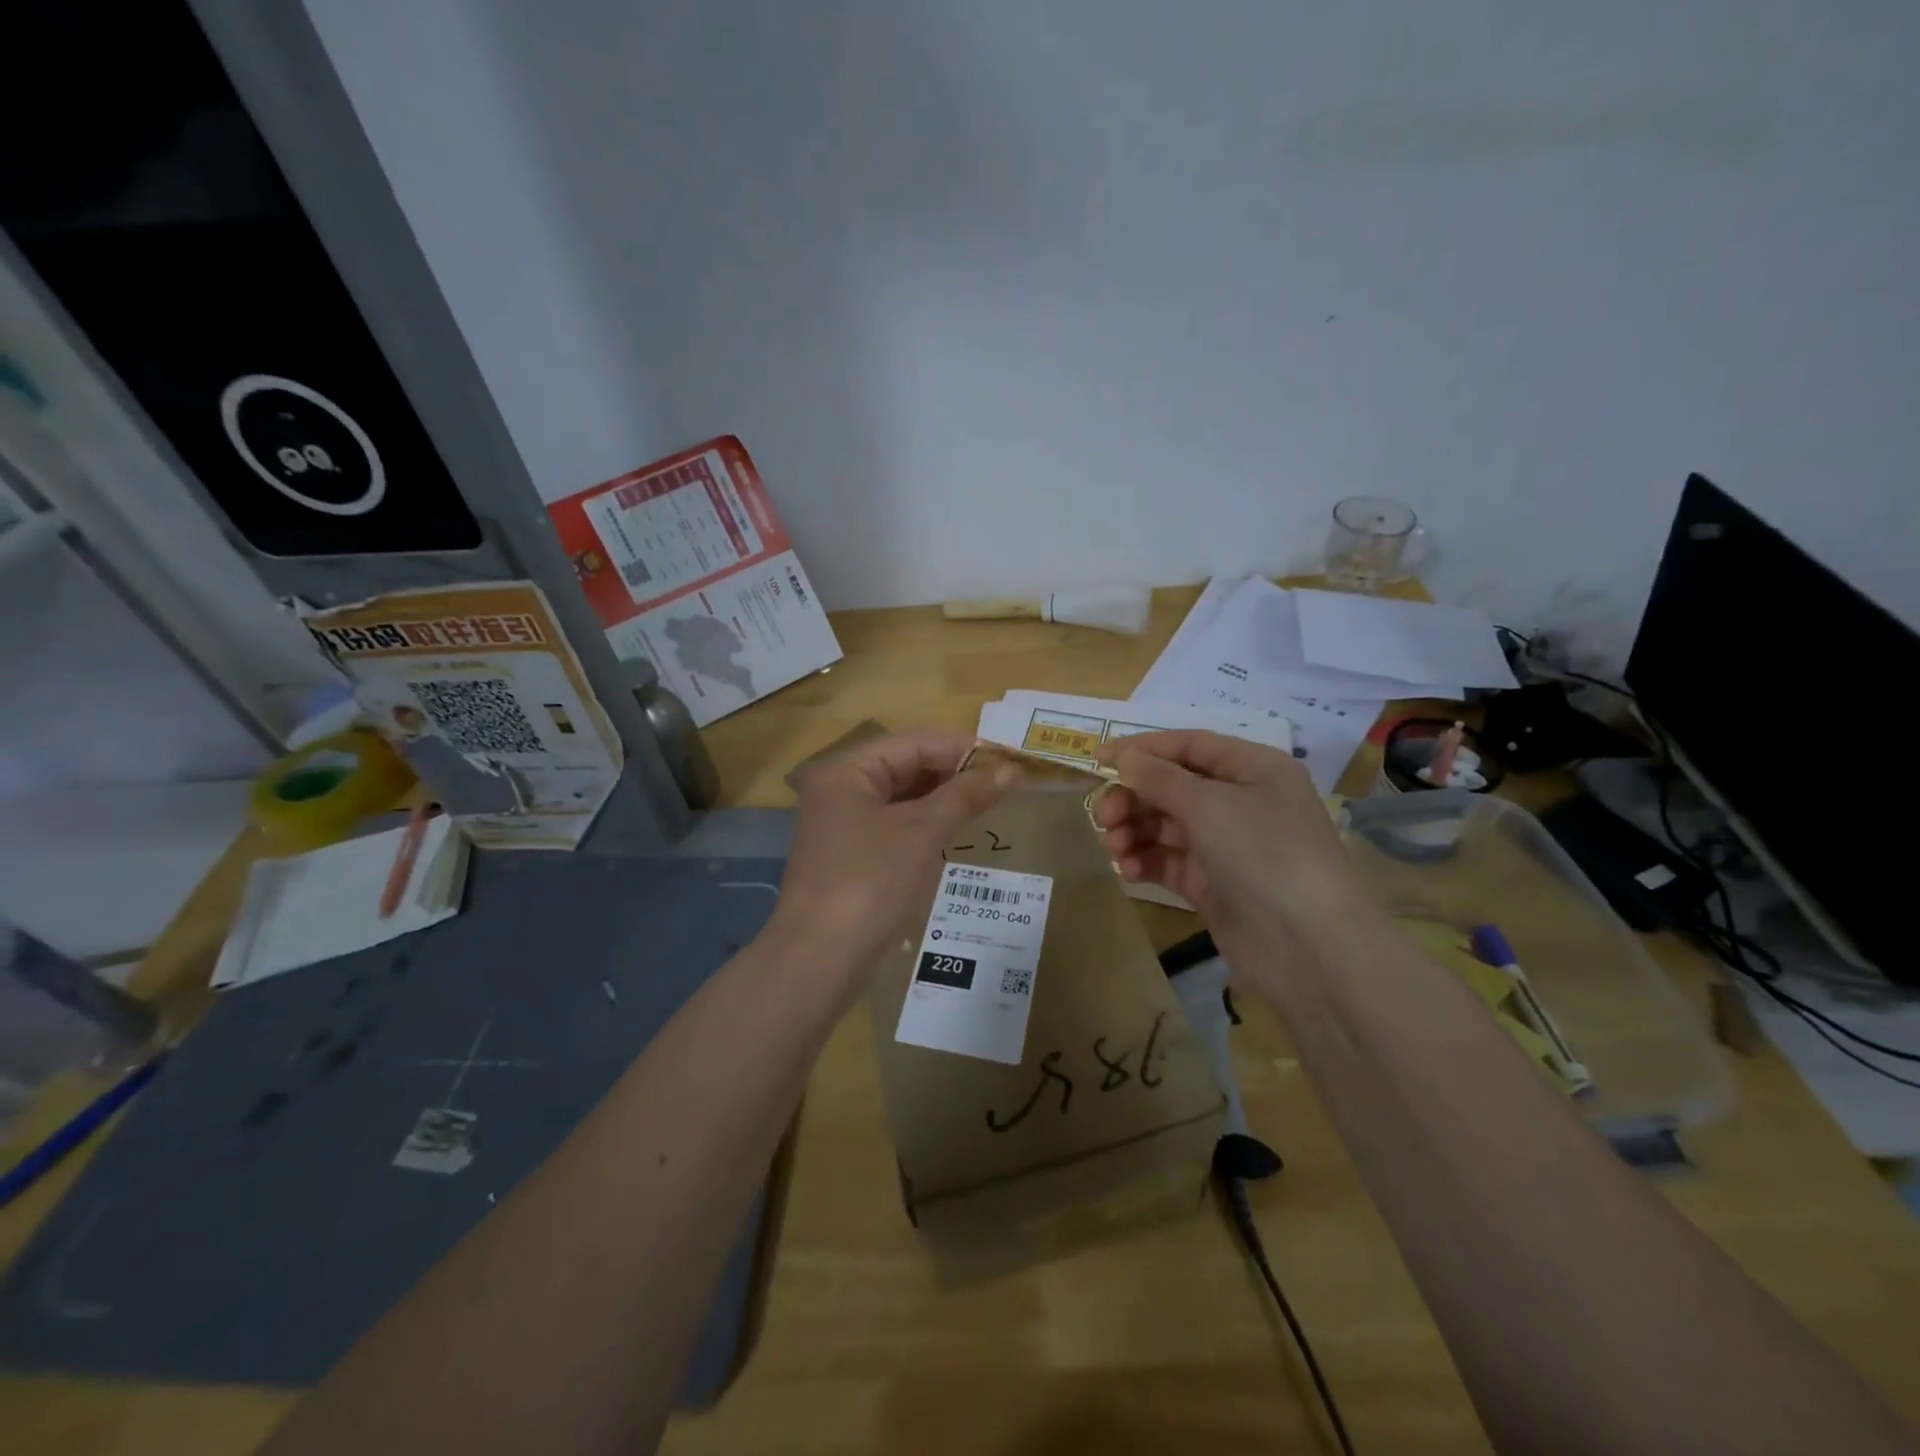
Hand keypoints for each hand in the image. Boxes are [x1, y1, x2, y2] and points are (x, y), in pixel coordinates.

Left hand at [770, 733, 1018, 977]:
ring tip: (987, 802)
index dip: (963, 748)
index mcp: (847, 770)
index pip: (914, 743)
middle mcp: (839, 789)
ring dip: (942, 798)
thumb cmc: (871, 882)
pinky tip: (954, 831)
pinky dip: (925, 824)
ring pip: (901, 797)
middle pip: (905, 766)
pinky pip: (894, 825)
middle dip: (953, 773)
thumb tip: (1011, 769)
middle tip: (1003, 783)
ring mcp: (841, 824)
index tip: (1008, 758)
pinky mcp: (850, 855)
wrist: (821, 959)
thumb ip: (966, 795)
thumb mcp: (923, 832)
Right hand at [1091, 730, 1368, 961]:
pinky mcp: (1212, 884)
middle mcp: (1240, 801)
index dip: (1143, 749)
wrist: (1308, 947)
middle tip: (1102, 817)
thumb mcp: (1209, 805)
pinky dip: (1145, 861)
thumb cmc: (1263, 853)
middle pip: (1171, 787)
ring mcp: (1226, 845)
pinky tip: (1128, 871)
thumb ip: (1159, 778)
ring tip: (1113, 848)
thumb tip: (1123, 757)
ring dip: (1133, 831)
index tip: (1098, 761)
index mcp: (1253, 769)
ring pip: (1165, 826)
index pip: (1189, 746)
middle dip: (1133, 798)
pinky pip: (1169, 861)